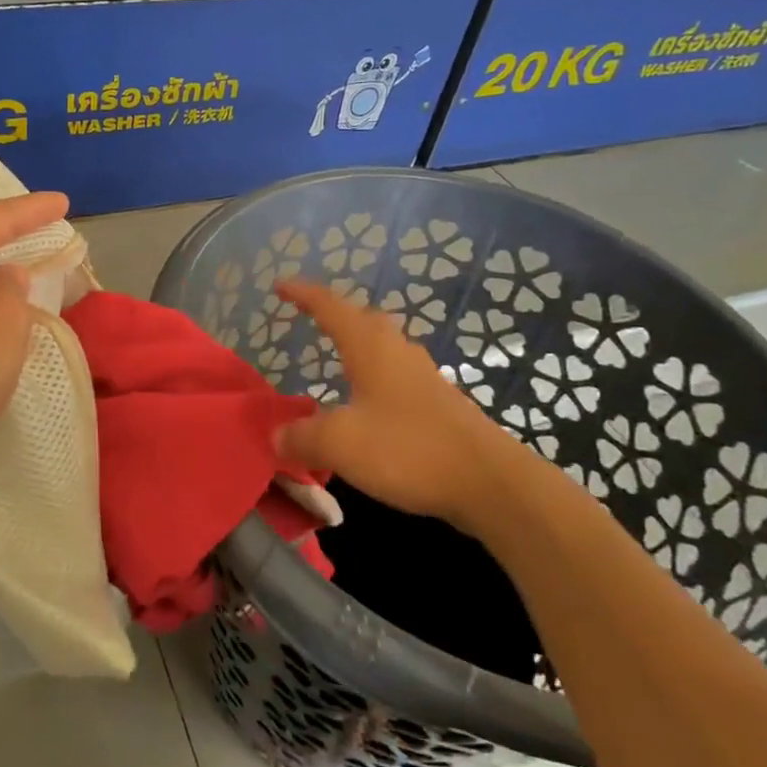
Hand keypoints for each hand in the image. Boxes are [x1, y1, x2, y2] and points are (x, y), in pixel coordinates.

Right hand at [274, 279, 537, 529]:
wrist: (490, 482)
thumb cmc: (407, 448)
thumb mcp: (339, 443)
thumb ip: (302, 436)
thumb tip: (276, 436)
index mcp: (369, 346)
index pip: (328, 306)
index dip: (301, 293)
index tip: (279, 284)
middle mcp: (396, 350)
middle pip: (360, 318)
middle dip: (333, 314)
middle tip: (308, 316)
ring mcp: (422, 375)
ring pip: (382, 346)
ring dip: (356, 344)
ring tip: (336, 355)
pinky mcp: (438, 402)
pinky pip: (395, 373)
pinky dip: (372, 376)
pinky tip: (368, 402)